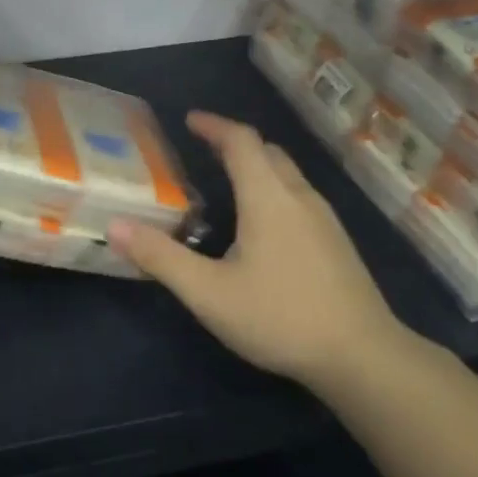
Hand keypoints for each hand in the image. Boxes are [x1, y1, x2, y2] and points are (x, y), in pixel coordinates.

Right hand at [109, 112, 409, 389]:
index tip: (189, 120)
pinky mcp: (336, 243)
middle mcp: (299, 197)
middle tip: (203, 150)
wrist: (362, 356)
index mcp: (268, 198)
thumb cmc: (280, 317)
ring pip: (287, 175)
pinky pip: (298, 197)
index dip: (214, 126)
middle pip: (268, 152)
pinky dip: (273, 190)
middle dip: (234, 143)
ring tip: (227, 184)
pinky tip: (261, 226)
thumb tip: (114, 226)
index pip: (241, 142)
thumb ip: (161, 258)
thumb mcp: (208, 293)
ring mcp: (324, 220)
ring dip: (256, 167)